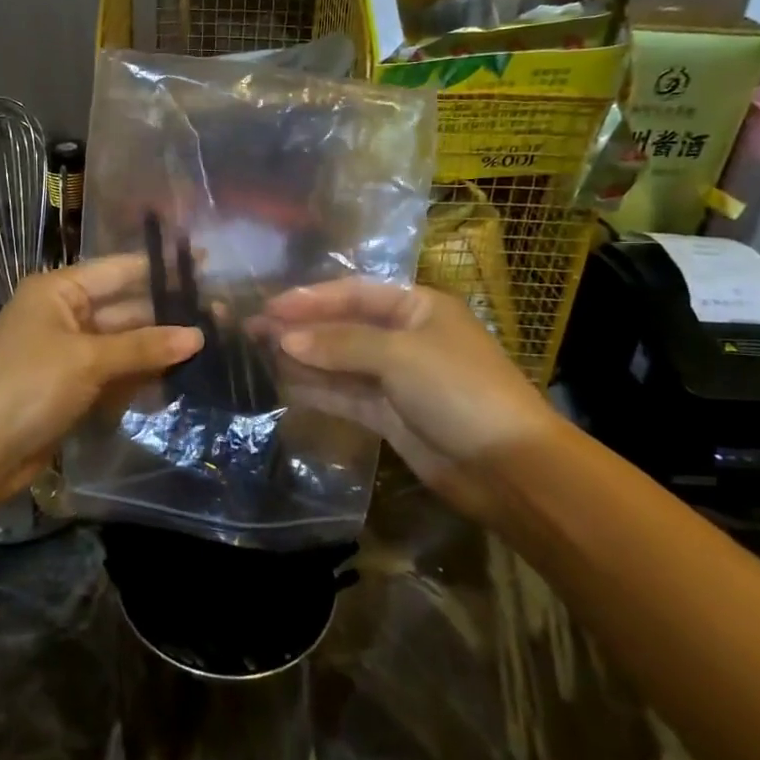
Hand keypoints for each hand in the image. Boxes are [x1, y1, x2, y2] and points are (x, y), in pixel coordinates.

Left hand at [0, 255, 201, 505]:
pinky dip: (139, 378)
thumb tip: (198, 335)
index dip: (161, 270)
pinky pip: (114, 374)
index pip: (119, 270)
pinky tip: (177, 380)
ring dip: (157, 350)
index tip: (207, 266)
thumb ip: (144, 346)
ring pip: (123, 345)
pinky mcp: (72, 387)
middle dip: (166, 317)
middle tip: (220, 318)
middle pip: (125, 309)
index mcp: (58, 291)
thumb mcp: (88, 360)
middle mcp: (64, 315)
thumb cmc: (28, 387)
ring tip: (210, 348)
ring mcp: (68, 353)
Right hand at [263, 280, 560, 526]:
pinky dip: (316, 388)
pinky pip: (344, 393)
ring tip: (257, 354)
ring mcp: (396, 377)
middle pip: (343, 326)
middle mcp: (405, 336)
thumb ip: (340, 344)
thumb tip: (285, 339)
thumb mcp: (399, 355)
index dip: (310, 298)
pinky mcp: (388, 414)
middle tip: (252, 330)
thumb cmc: (458, 390)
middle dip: (300, 328)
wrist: (508, 466)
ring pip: (339, 361)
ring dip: (303, 357)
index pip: (354, 293)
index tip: (269, 306)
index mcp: (417, 307)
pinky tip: (283, 383)